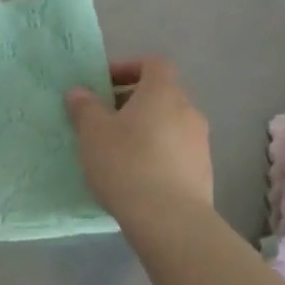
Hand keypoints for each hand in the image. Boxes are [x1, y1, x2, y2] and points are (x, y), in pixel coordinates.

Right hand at [65, 56, 212, 225]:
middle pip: (162, 94)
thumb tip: (80, 92)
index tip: (105, 85)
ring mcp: (200, 143)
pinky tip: (138, 178)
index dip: (129, 68)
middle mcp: (188, 110)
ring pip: (170, 124)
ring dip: (147, 130)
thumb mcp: (92, 133)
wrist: (170, 220)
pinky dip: (159, 155)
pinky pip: (177, 152)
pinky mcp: (204, 172)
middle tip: (106, 121)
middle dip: (133, 102)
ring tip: (120, 152)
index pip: (154, 64)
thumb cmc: (127, 164)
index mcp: (163, 92)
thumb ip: (85, 107)